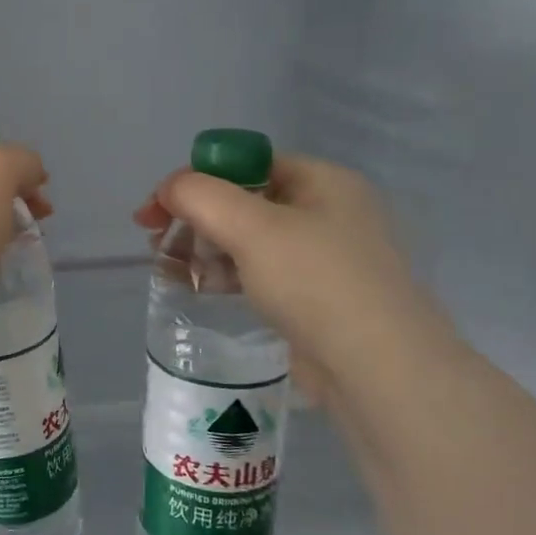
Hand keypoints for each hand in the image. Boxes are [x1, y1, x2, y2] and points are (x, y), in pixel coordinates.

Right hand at [134, 156, 447, 406]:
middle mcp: (328, 212)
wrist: (379, 370)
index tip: (156, 209)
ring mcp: (324, 258)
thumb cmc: (317, 283)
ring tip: (169, 268)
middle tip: (156, 242)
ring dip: (204, 248)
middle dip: (195, 218)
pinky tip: (198, 288)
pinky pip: (260, 273)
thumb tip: (170, 189)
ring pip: (248, 240)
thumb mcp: (252, 228)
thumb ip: (201, 196)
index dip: (196, 180)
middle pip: (244, 201)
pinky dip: (226, 275)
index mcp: (323, 181)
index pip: (246, 164)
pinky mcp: (316, 298)